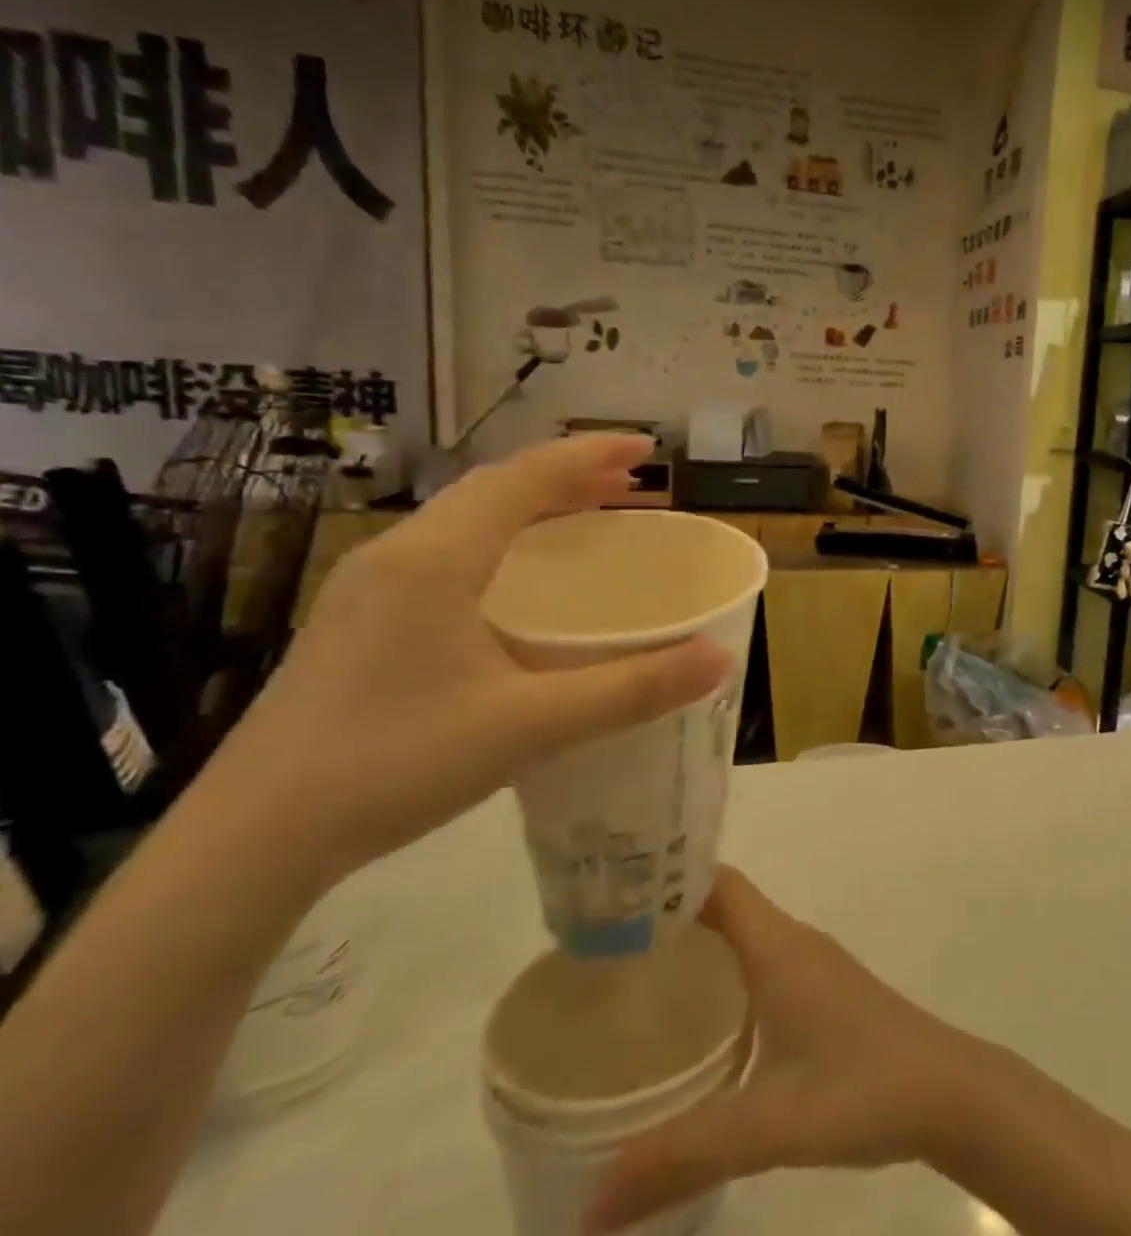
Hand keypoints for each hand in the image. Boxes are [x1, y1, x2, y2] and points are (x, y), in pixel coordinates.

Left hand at [207, 435, 729, 880]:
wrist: (251, 839)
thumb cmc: (394, 765)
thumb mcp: (530, 726)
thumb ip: (632, 690)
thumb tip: (721, 658)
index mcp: (435, 559)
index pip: (523, 478)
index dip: (590, 454)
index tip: (649, 449)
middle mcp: (398, 555)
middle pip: (494, 488)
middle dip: (568, 475)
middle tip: (633, 483)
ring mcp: (369, 587)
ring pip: (466, 518)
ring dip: (534, 504)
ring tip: (591, 514)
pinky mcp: (360, 619)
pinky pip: (447, 550)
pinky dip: (502, 539)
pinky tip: (523, 578)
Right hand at [587, 866, 978, 1232]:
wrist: (946, 1091)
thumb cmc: (861, 1087)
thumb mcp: (767, 1124)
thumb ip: (680, 1157)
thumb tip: (586, 1209)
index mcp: (778, 945)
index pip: (717, 883)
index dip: (667, 879)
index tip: (608, 898)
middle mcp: (792, 943)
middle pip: (721, 909)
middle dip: (665, 923)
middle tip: (598, 954)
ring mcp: (811, 968)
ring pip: (741, 942)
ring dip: (693, 955)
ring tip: (628, 990)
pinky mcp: (822, 996)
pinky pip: (758, 970)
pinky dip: (720, 984)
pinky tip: (695, 1032)